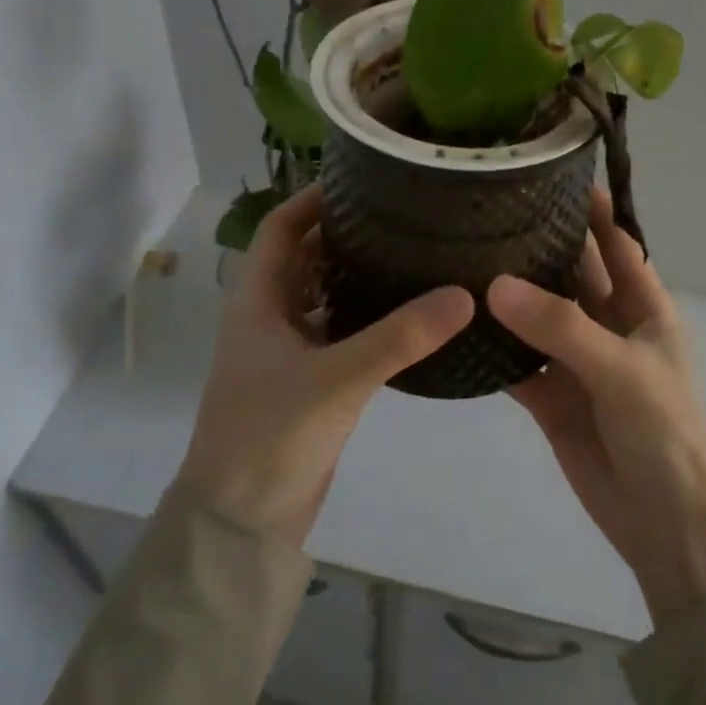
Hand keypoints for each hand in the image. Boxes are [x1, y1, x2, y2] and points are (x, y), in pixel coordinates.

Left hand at [179, 186, 473, 544]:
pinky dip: (365, 316)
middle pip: (304, 257)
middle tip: (400, 213)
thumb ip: (401, 336)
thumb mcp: (338, 378)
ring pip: (323, 295)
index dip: (311, 200)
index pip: (278, 229)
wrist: (241, 523)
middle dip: (343, 232)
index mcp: (256, 301)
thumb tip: (464, 295)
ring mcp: (287, 351)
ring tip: (410, 252)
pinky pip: (338, 332)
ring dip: (356, 274)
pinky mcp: (308, 382)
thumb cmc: (271, 435)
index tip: (360, 180)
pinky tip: (406, 313)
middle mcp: (268, 317)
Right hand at [487, 188, 705, 620]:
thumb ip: (560, 326)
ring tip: (459, 259)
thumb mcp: (621, 369)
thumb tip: (493, 285)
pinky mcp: (551, 399)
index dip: (593, 212)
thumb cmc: (665, 432)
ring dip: (507, 298)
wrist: (668, 524)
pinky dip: (492, 351)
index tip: (554, 173)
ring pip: (537, 318)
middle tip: (485, 212)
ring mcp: (577, 364)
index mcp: (645, 309)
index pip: (618, 245)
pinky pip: (517, 365)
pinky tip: (456, 328)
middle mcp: (609, 328)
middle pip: (571, 276)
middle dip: (538, 248)